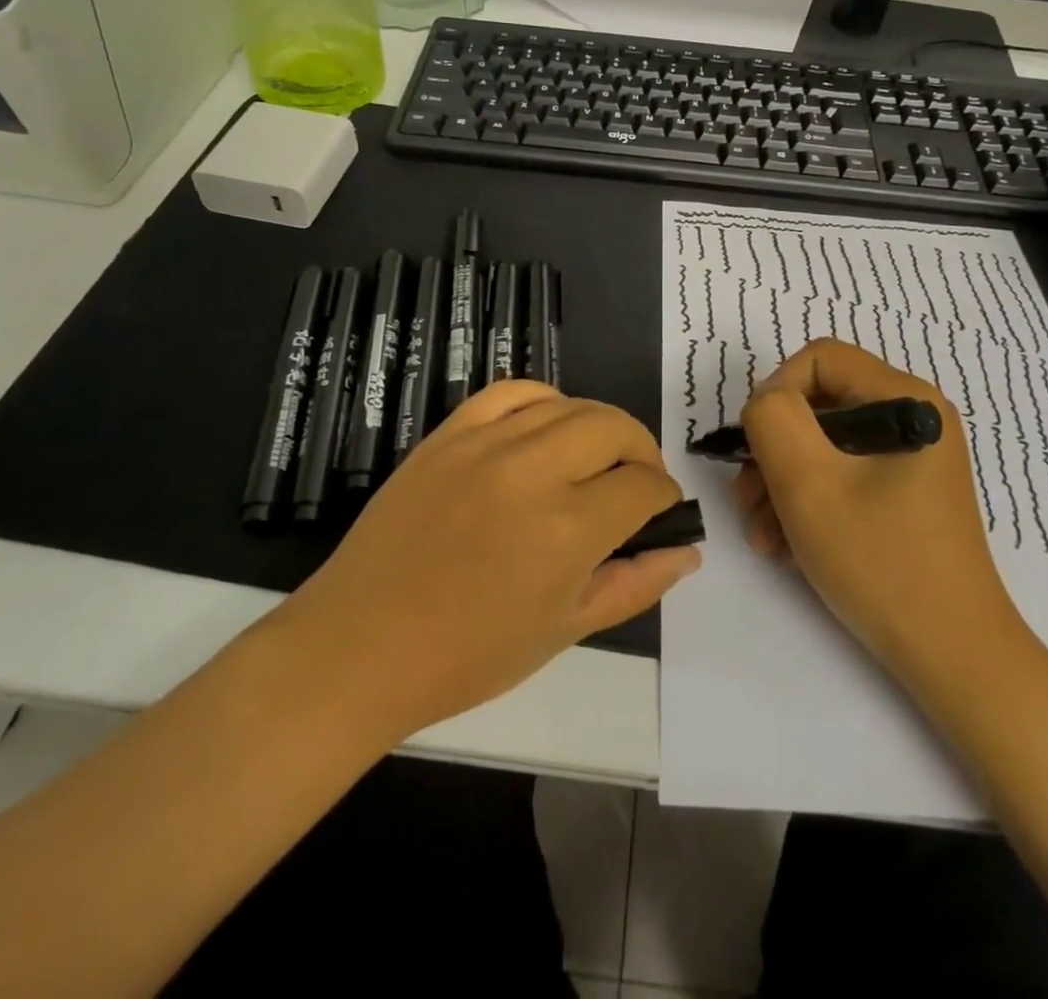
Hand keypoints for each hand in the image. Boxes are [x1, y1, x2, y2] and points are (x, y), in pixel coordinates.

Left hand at [273, 381, 699, 741]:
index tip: (659, 512)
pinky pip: (510, 392)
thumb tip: (686, 551)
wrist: (361, 646)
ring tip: (595, 458)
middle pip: (615, 429)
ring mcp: (486, 444)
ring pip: (570, 405)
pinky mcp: (449, 433)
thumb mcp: (564, 631)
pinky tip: (546, 427)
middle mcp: (532, 471)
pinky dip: (543, 402)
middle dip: (642, 452)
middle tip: (636, 483)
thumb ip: (634, 584)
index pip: (643, 487)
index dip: (664, 498)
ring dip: (599, 428)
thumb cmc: (468, 655)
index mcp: (568, 529)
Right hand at [735, 339, 1031, 684]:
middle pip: (819, 405)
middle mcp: (914, 418)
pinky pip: (842, 477)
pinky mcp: (903, 495)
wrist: (953, 659)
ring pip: (824, 446)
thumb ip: (772, 420)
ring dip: (781, 484)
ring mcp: (910, 460)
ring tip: (763, 535)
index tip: (754, 447)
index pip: (820, 358)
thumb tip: (766, 404)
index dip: (775, 392)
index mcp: (906, 399)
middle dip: (773, 450)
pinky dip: (808, 504)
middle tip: (747, 500)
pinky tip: (786, 546)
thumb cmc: (881, 562)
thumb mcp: (809, 483)